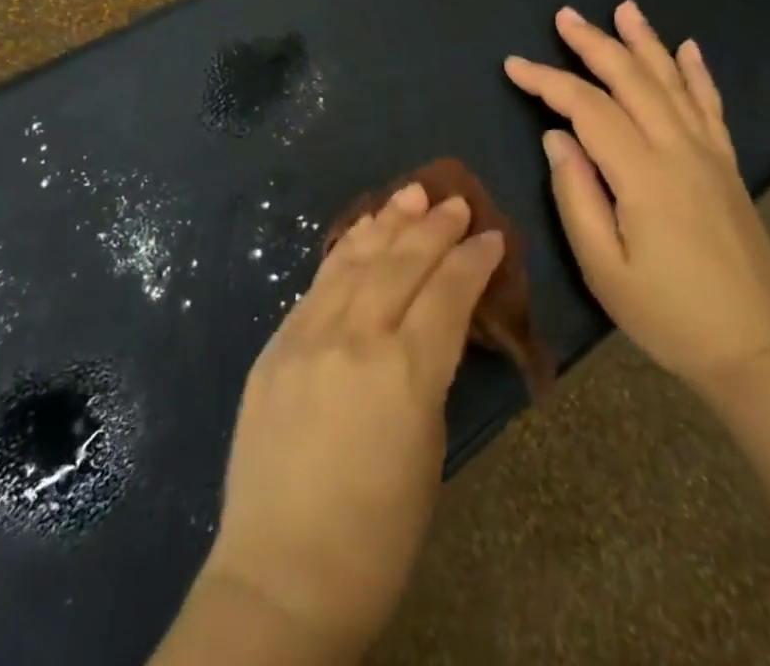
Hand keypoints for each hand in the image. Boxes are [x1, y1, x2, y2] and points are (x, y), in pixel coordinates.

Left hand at [197, 183, 504, 657]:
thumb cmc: (375, 536)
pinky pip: (319, 281)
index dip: (473, 261)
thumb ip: (429, 375)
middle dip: (434, 227)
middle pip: (402, 264)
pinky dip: (346, 249)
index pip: (447, 294)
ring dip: (389, 222)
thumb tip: (432, 327)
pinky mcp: (277, 343)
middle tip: (456, 201)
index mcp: (406, 373)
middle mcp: (357, 338)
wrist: (280, 575)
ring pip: (357, 259)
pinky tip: (362, 231)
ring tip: (412, 193)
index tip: (491, 236)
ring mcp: (309, 334)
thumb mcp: (427, 452)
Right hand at [504, 1, 769, 396]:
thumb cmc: (669, 316)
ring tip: (624, 8)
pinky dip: (697, 73)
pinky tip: (689, 49)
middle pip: (631, 79)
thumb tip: (556, 137)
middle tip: (564, 16)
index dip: (547, 81)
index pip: (587, 108)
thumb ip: (576, 196)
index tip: (513, 65)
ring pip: (672, 82)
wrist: (759, 350)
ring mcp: (709, 154)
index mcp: (643, 175)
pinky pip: (711, 106)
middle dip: (594, 43)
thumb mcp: (604, 268)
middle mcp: (679, 150)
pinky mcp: (728, 166)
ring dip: (645, 42)